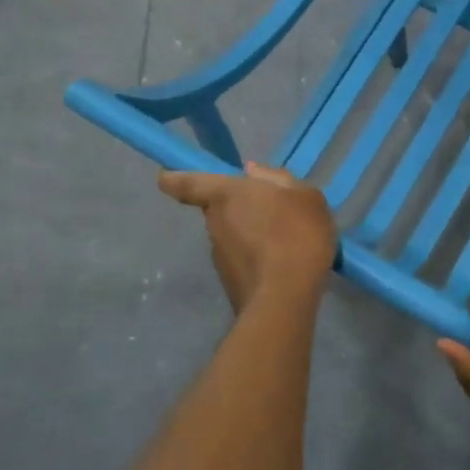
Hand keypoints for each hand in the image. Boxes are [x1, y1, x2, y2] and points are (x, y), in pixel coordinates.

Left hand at [159, 163, 337, 312]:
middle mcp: (214, 222)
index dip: (174, 179)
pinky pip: (242, 258)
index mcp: (225, 194)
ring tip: (286, 240)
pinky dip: (257, 257)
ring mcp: (219, 254)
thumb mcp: (304, 196)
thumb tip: (251, 172)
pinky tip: (283, 262)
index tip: (165, 177)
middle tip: (271, 211)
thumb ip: (277, 179)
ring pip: (232, 234)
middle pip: (219, 208)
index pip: (187, 183)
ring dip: (250, 234)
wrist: (285, 298)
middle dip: (238, 208)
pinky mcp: (229, 281)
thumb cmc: (296, 234)